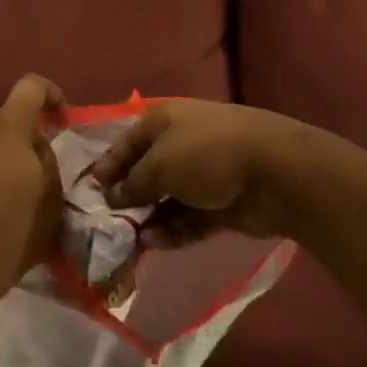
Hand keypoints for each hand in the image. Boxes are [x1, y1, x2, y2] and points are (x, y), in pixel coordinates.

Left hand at [0, 75, 65, 299]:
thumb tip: (34, 145)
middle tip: (32, 176)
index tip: (60, 118)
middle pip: (3, 123)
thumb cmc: (16, 227)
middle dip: (19, 142)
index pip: (30, 86)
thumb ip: (45, 157)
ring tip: (4, 199)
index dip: (49, 94)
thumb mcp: (52, 194)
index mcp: (6, 128)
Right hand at [87, 99, 366, 247]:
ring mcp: (205, 175)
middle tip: (106, 222)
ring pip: (169, 198)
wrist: (275, 172)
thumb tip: (112, 197)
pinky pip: (190, 218)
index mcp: (165, 121)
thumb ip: (133, 183)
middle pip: (148, 171)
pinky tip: (153, 245)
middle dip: (128, 196)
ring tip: (127, 241)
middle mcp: (183, 144)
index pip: (128, 142)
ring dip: (149, 218)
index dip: (109, 164)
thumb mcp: (159, 164)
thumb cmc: (206, 153)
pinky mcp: (222, 204)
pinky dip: (172, 230)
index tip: (92, 190)